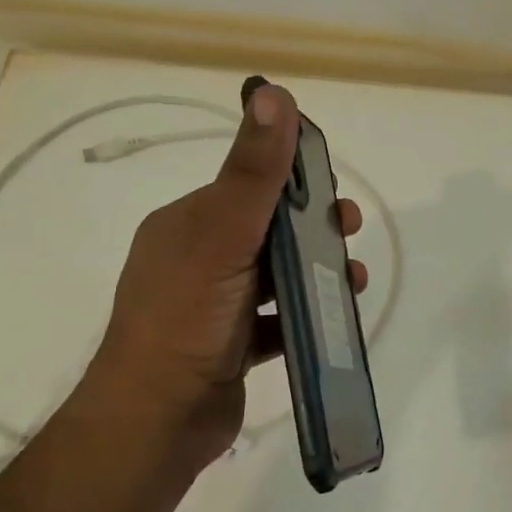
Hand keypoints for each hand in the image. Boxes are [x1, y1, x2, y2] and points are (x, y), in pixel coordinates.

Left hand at [84, 82, 367, 469]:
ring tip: (354, 280)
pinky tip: (335, 317)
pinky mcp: (231, 346)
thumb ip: (254, 171)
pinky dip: (305, 314)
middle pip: (266, 230)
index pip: (246, 185)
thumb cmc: (187, 316)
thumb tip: (272, 92)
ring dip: (317, 271)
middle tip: (349, 230)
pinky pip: (276, 320)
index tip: (332, 186)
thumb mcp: (223, 233)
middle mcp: (196, 260)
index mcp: (187, 225)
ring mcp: (213, 307)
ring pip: (276, 276)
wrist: (157, 418)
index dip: (293, 179)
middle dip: (313, 226)